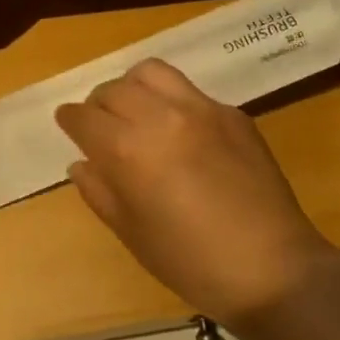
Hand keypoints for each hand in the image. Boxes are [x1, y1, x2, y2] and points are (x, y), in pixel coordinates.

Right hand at [56, 58, 339, 326]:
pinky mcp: (231, 112)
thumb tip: (80, 164)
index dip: (70, 119)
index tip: (68, 124)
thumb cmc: (192, 263)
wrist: (272, 267)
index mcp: (129, 150)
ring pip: (151, 72)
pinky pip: (189, 90)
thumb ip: (100, 192)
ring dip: (133, 86)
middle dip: (99, 103)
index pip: (85, 117)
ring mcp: (200, 108)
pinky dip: (171, 100)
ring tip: (136, 110)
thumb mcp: (134, 235)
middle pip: (114, 88)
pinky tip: (181, 130)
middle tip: (101, 124)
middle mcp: (161, 116)